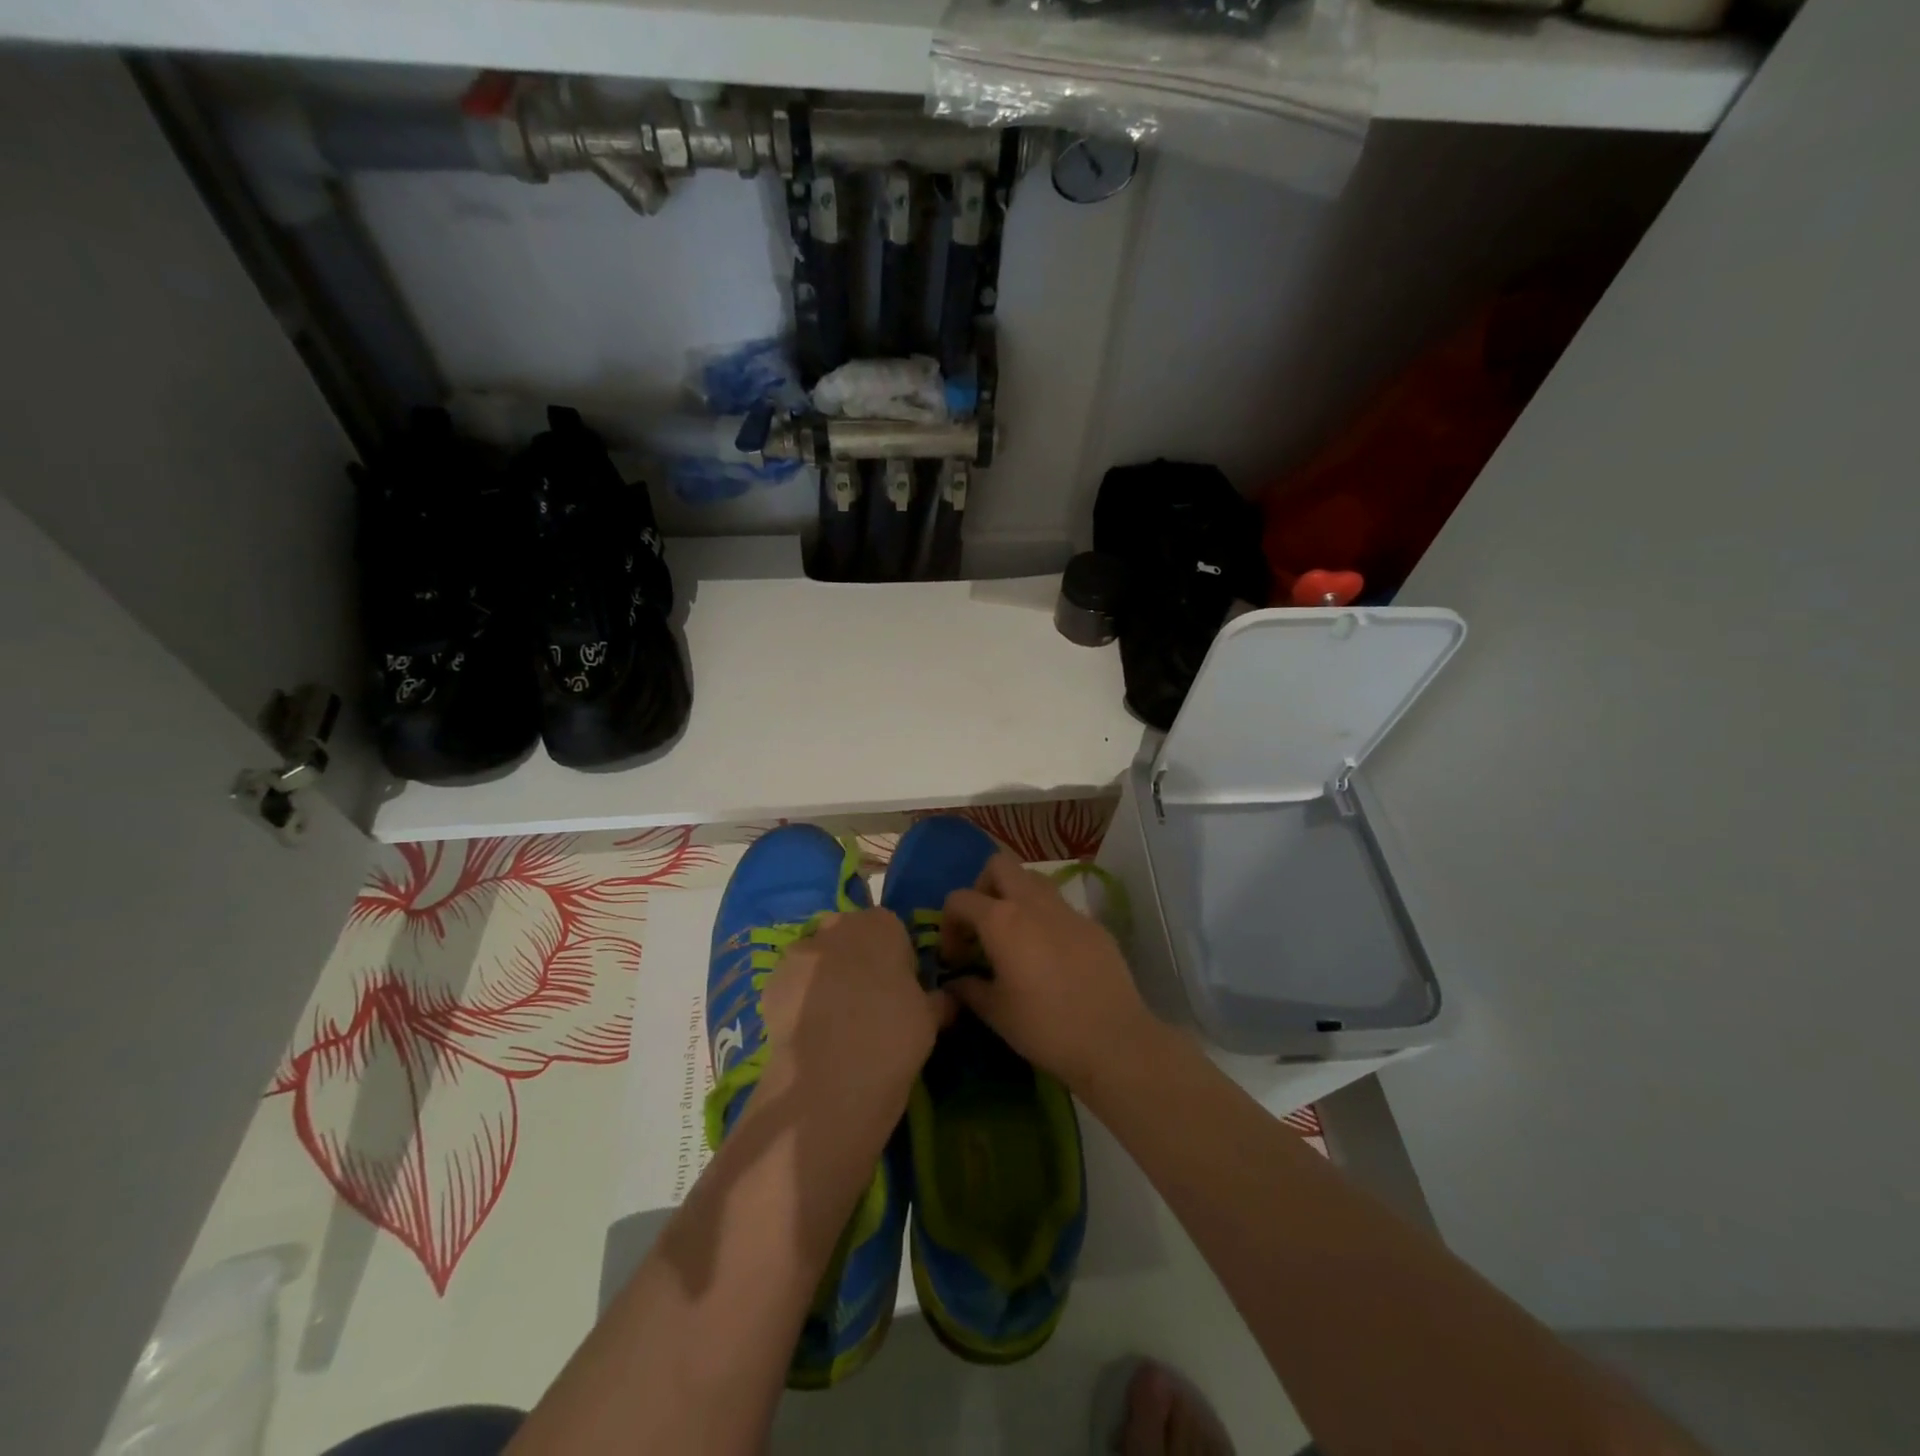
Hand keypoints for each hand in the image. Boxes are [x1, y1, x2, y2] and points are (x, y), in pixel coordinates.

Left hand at [757, 909, 950, 1121]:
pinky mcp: (771, 982)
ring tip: (834, 1024)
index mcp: (882, 924)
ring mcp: (800, 952)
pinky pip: (792, 985)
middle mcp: (838, 926)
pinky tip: (809, 1034)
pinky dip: (799, 1001)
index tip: (901, 991)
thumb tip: (946, 999)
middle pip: (850, 937)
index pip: (893, 931)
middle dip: (857, 961)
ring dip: (825, 979)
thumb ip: (937, 999)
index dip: (897, 960)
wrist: (831, 1079)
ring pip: (817, 959)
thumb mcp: (931, 1018)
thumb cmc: (894, 1036)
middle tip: (868, 1004)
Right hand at [940, 854, 1162, 1092]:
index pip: (960, 899)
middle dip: (983, 888)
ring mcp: (1067, 910)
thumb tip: (955, 982)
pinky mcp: (1092, 924)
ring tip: (1014, 936)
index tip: (956, 959)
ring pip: (1033, 879)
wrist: (1113, 1040)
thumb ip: (968, 989)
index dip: (948, 925)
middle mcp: (1033, 902)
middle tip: (982, 926)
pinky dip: (1045, 919)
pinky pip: (1060, 907)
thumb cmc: (1044, 1026)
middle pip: (999, 866)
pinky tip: (1050, 956)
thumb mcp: (995, 1012)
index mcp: (1001, 920)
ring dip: (1016, 896)